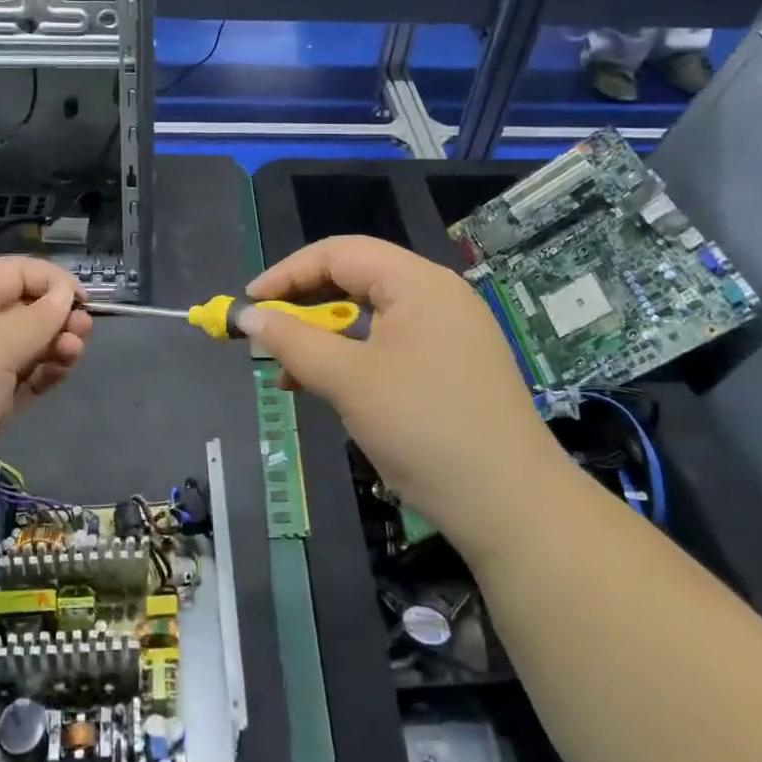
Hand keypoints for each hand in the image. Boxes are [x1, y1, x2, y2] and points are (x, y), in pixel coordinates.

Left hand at [0, 257, 91, 513]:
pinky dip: (45, 373)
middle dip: (58, 316)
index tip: (83, 300)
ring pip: (29, 345)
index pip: (16, 273)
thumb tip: (65, 293)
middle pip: (26, 308)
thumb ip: (38, 317)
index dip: (52, 281)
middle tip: (82, 333)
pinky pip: (24, 378)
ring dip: (56, 345)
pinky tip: (59, 375)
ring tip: (73, 355)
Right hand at [241, 236, 560, 552]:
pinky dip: (354, 360)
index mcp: (417, 282)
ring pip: (370, 317)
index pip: (338, 253)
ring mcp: (448, 332)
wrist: (513, 508)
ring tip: (290, 374)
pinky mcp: (452, 366)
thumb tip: (247, 317)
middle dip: (304, 307)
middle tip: (266, 337)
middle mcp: (436, 295)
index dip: (287, 274)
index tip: (249, 304)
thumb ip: (294, 341)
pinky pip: (390, 345)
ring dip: (325, 339)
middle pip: (355, 280)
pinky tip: (330, 390)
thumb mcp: (349, 381)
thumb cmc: (424, 428)